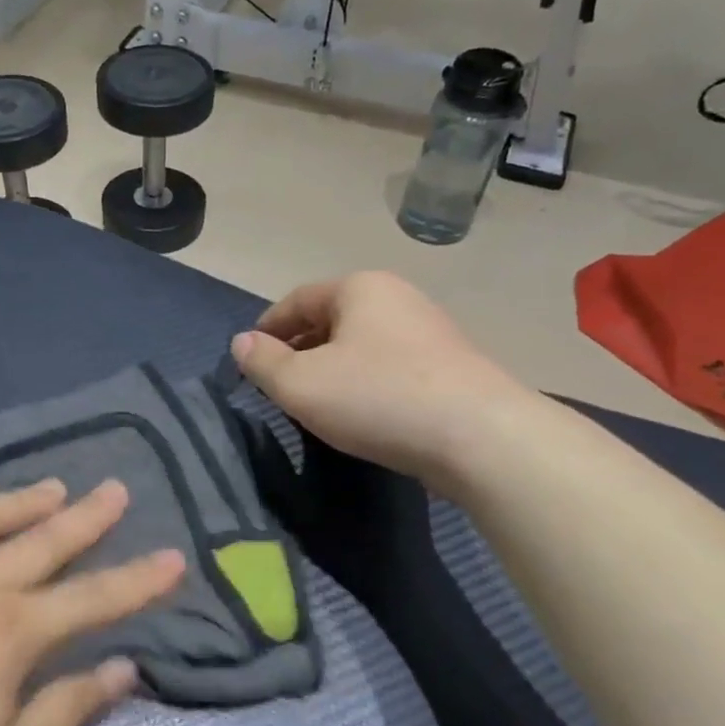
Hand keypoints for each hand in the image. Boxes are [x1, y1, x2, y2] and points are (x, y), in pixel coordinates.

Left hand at [0, 479, 181, 725]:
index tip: (173, 556)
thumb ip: (68, 710)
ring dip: (28, 500)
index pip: (93, 597)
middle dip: (89, 516)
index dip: (138, 579)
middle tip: (117, 487)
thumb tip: (122, 668)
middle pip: (46, 540)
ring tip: (55, 486)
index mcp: (12, 631)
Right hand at [230, 271, 527, 482]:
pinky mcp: (452, 367)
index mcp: (359, 288)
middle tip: (278, 384)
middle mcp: (397, 298)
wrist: (481, 437)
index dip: (267, 328)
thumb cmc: (378, 398)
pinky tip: (361, 413)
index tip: (249, 358)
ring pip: (362, 344)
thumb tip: (242, 343)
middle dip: (299, 348)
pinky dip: (365, 382)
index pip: (297, 300)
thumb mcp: (301, 384)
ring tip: (316, 402)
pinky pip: (391, 366)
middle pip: (331, 319)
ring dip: (333, 368)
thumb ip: (263, 362)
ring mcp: (430, 331)